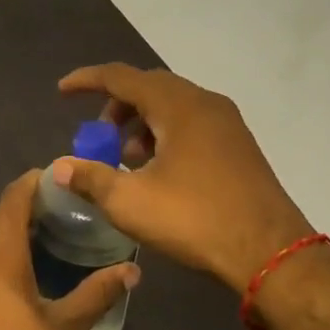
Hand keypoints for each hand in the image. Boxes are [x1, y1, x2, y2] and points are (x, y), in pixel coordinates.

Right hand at [55, 63, 313, 292]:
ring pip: (172, 106)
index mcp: (177, 105)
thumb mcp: (130, 202)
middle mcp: (204, 103)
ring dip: (141, 123)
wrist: (271, 252)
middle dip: (116, 106)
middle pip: (149, 87)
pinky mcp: (239, 146)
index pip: (121, 77)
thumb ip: (90, 179)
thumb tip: (59, 168)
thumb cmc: (195, 219)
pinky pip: (192, 123)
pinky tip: (158, 171)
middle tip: (98, 136)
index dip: (87, 81)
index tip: (62, 91)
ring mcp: (227, 123)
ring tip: (126, 159)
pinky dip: (165, 134)